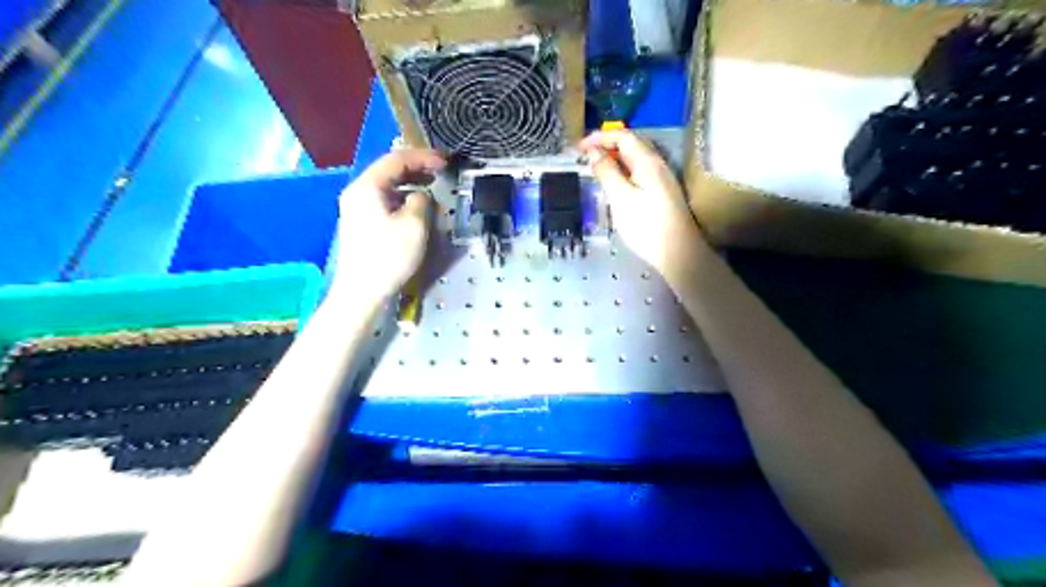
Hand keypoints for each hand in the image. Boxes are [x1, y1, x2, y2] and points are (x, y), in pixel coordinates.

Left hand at [330, 148, 443, 302]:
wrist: (362, 291)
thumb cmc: (388, 256)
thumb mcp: (414, 225)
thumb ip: (421, 201)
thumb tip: (420, 196)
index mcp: (367, 187)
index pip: (396, 160)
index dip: (423, 157)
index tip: (445, 161)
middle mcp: (358, 192)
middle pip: (388, 170)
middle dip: (416, 168)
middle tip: (440, 170)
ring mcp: (356, 208)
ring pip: (386, 186)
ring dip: (410, 183)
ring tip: (431, 186)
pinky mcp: (361, 224)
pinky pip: (383, 200)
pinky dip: (401, 197)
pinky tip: (415, 206)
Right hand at [580, 131, 700, 277]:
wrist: (678, 254)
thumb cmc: (646, 226)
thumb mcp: (620, 198)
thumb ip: (607, 172)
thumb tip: (594, 152)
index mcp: (648, 162)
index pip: (623, 136)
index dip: (599, 137)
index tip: (579, 147)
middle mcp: (658, 165)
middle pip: (631, 145)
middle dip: (606, 145)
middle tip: (585, 157)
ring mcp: (662, 179)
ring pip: (635, 160)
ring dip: (614, 159)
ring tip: (596, 170)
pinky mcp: (662, 193)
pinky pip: (639, 173)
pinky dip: (623, 172)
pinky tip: (615, 185)